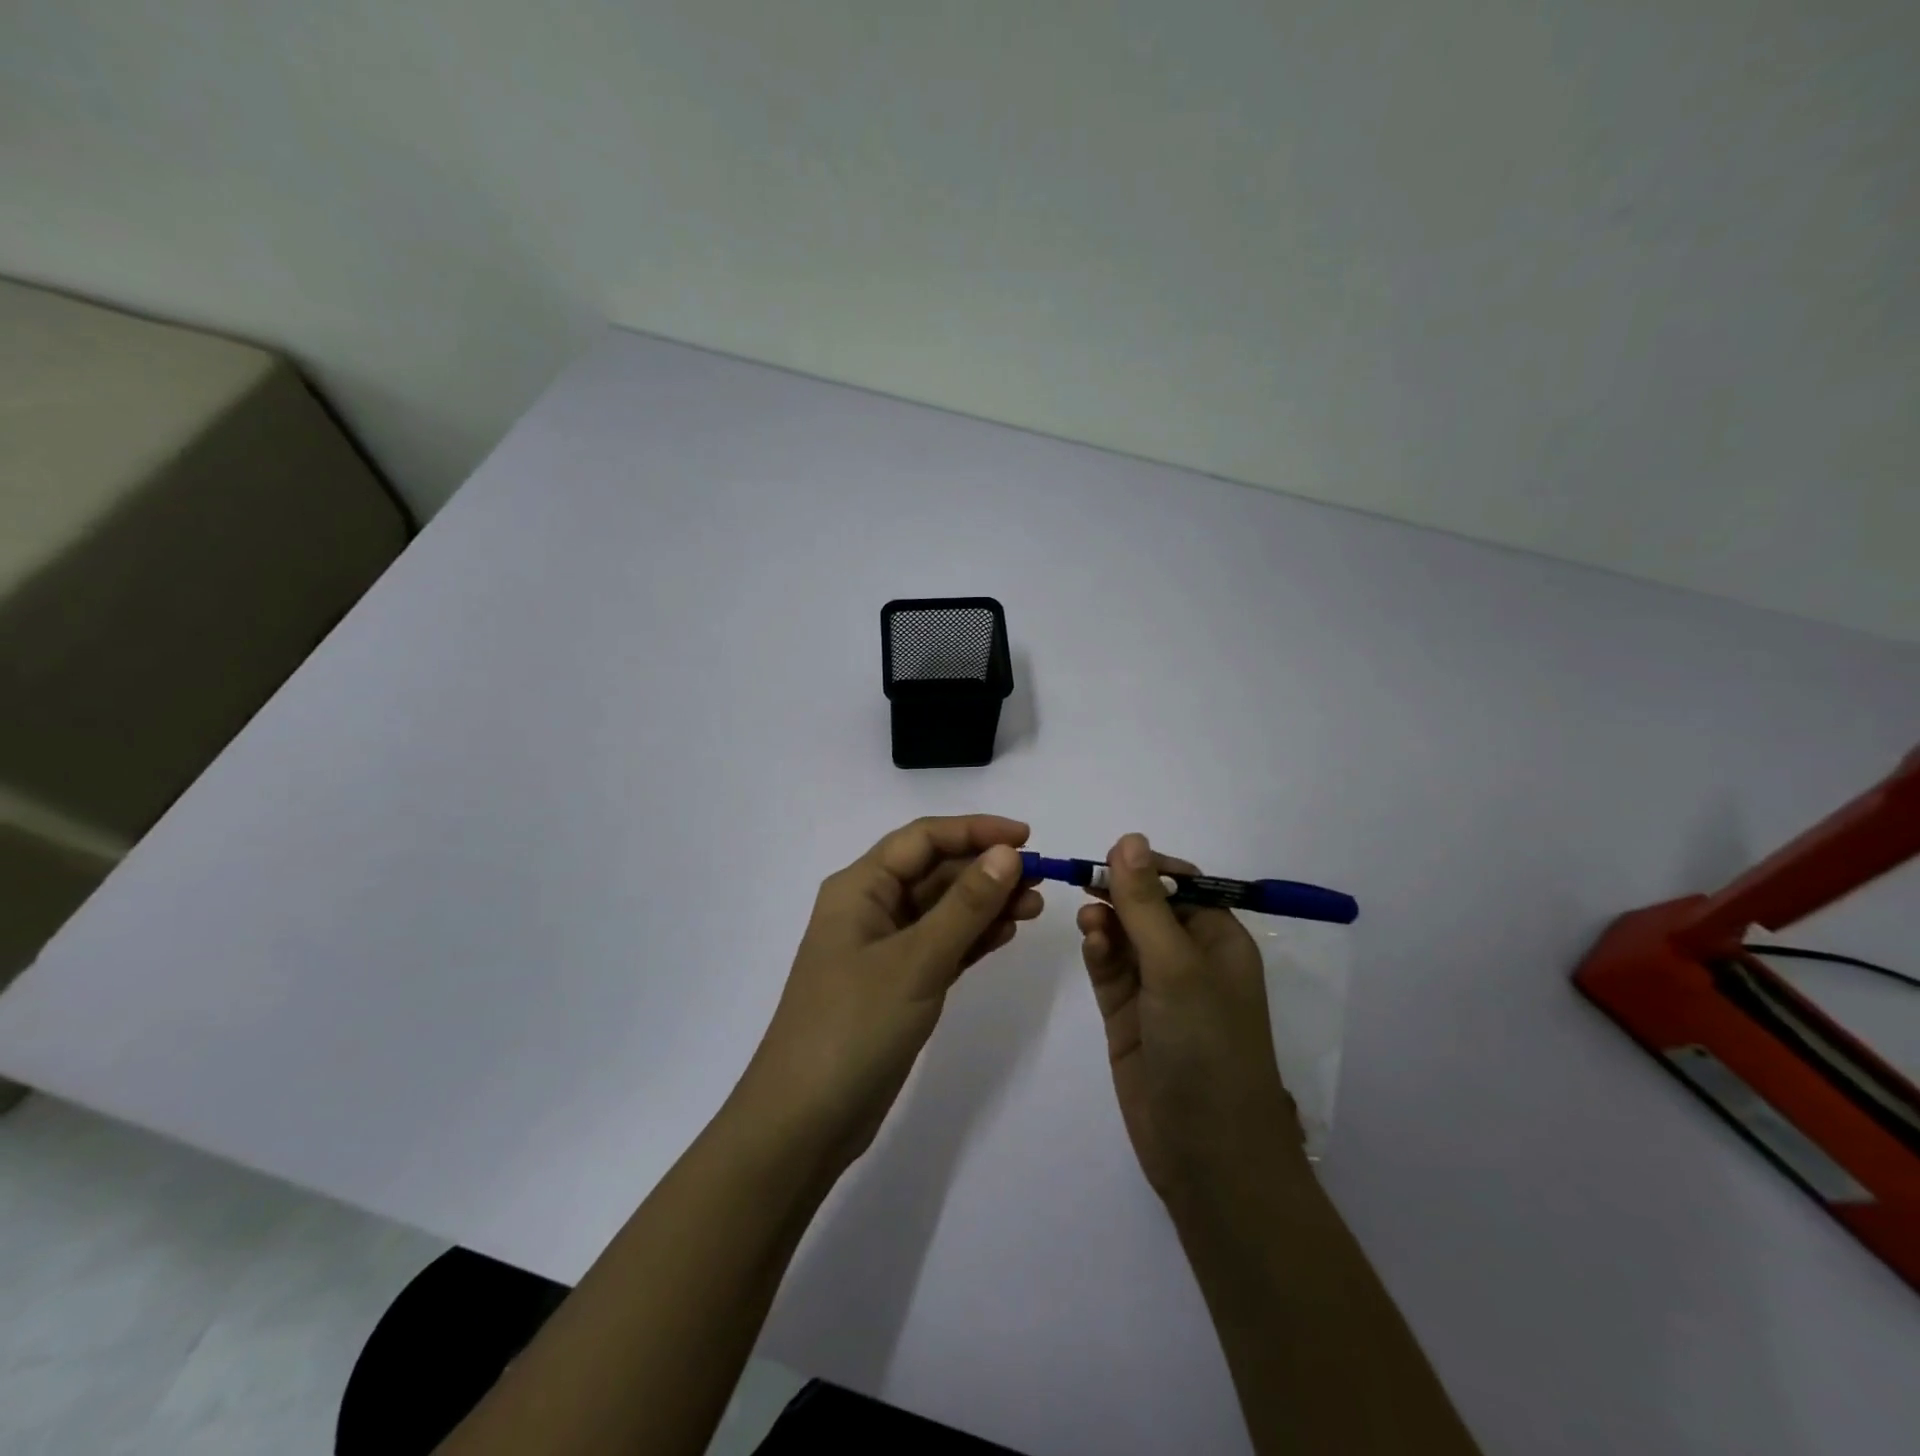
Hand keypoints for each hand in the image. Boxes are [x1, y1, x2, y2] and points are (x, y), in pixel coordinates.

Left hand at [734, 815, 1043, 1174]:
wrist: (804, 1123)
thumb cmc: (854, 1027)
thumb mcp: (916, 961)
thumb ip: (965, 906)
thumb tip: (1008, 853)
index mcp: (860, 888)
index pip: (923, 839)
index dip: (975, 831)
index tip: (1028, 837)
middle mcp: (869, 908)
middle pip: (934, 872)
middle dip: (986, 870)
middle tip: (1040, 880)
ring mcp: (882, 949)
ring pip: (941, 909)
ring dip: (985, 903)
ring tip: (1034, 906)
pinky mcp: (896, 984)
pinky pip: (941, 944)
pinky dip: (972, 937)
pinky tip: (1006, 933)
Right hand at [1077, 833, 1305, 1203]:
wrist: (1207, 1154)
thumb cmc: (1207, 1046)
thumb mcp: (1177, 966)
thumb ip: (1145, 904)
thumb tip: (1128, 839)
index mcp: (1218, 940)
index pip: (1181, 884)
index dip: (1145, 866)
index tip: (1106, 856)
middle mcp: (1188, 959)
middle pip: (1147, 907)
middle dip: (1117, 891)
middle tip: (1081, 880)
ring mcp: (1156, 989)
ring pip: (1123, 936)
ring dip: (1105, 920)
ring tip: (1088, 919)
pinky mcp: (1127, 1016)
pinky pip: (1109, 969)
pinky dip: (1098, 951)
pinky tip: (1090, 941)